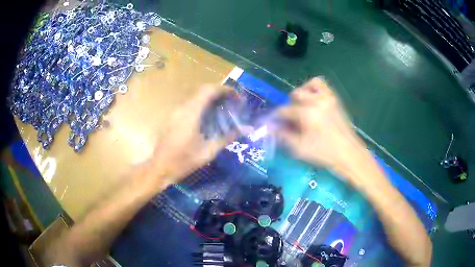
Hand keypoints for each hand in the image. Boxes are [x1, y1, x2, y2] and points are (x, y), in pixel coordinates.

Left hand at [150, 85, 236, 185]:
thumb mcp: (208, 151)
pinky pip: (191, 104)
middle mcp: (182, 108)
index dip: (226, 89)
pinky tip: (210, 118)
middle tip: (234, 103)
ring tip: (225, 110)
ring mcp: (176, 111)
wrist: (160, 168)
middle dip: (221, 93)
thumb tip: (247, 129)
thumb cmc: (184, 161)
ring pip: (196, 96)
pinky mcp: (173, 117)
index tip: (238, 97)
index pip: (209, 90)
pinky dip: (203, 105)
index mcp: (191, 113)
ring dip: (212, 99)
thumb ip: (228, 137)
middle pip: (203, 90)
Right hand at [275, 77, 365, 168]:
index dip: (277, 117)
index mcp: (308, 114)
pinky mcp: (334, 99)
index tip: (275, 123)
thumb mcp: (300, 149)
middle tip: (292, 119)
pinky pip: (322, 85)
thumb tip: (270, 128)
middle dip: (290, 106)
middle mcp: (317, 101)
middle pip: (295, 95)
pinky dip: (314, 88)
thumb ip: (283, 136)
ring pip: (309, 85)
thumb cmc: (324, 153)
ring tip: (302, 105)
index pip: (285, 110)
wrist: (348, 153)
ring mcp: (327, 98)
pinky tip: (313, 100)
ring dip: (302, 93)